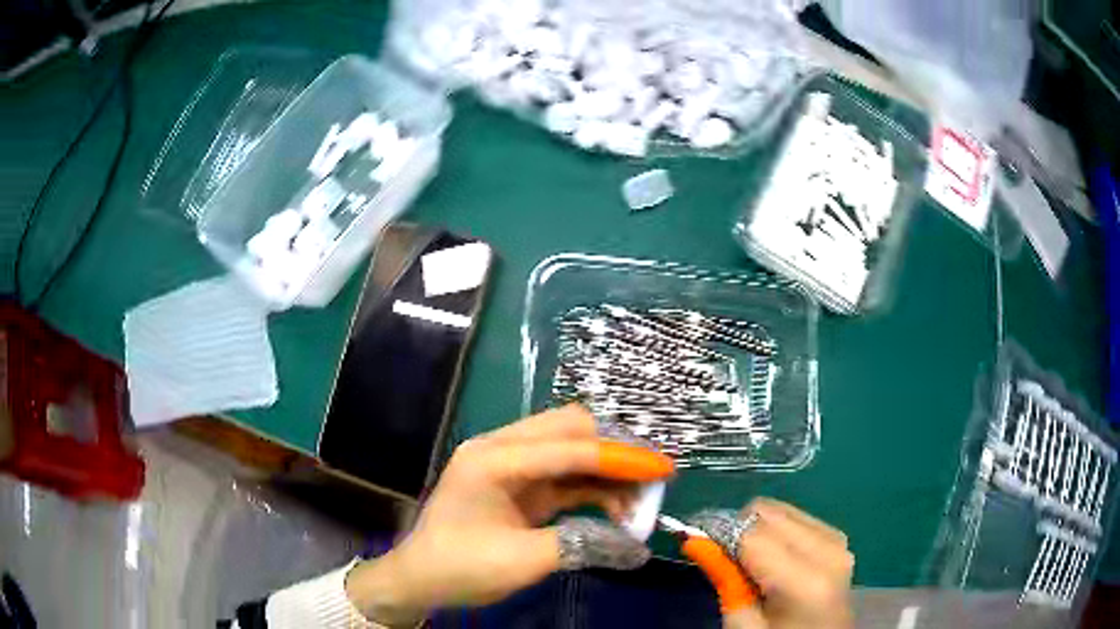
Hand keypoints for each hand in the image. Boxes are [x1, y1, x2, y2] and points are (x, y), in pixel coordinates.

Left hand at [344, 405, 674, 626]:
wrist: (421, 578)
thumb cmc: (460, 566)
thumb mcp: (521, 561)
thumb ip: (581, 545)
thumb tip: (637, 546)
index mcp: (493, 458)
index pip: (568, 447)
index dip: (619, 457)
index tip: (663, 468)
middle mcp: (502, 449)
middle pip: (570, 429)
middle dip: (616, 450)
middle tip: (653, 476)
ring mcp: (511, 465)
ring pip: (571, 449)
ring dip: (608, 469)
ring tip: (641, 499)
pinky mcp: (520, 484)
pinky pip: (565, 475)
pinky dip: (594, 487)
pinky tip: (618, 507)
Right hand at [692, 499, 853, 628]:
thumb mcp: (743, 626)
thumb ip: (725, 580)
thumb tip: (695, 539)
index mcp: (805, 581)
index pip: (751, 534)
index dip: (716, 533)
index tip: (692, 541)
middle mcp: (828, 550)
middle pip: (767, 512)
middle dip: (737, 529)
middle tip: (721, 558)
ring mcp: (837, 541)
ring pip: (781, 509)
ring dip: (757, 529)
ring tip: (748, 562)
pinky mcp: (838, 539)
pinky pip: (797, 517)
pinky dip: (776, 531)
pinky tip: (773, 559)